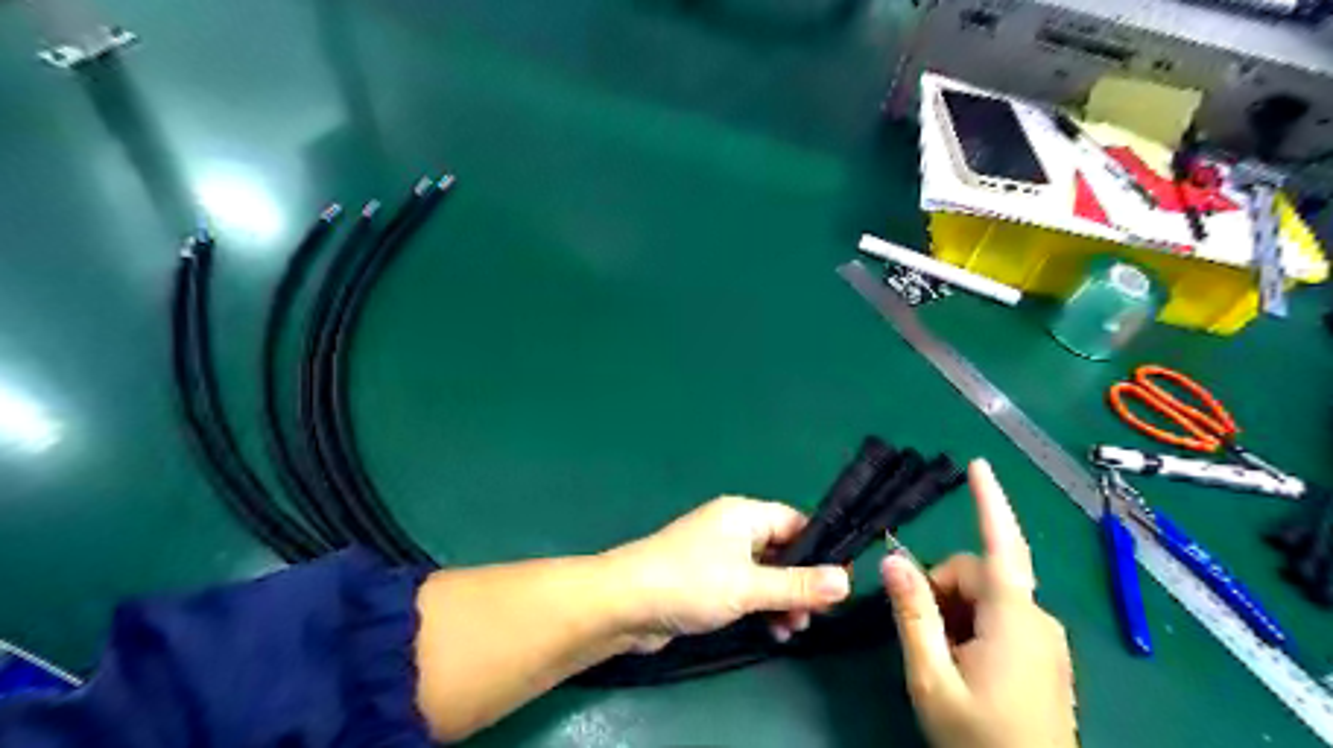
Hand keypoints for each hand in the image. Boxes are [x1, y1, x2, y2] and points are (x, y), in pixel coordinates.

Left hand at [601, 500, 846, 651]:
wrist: (625, 603)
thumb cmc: (690, 582)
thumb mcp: (749, 585)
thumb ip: (797, 585)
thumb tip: (846, 582)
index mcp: (744, 514)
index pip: (795, 522)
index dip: (820, 550)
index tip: (839, 582)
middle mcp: (733, 528)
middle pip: (782, 550)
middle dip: (801, 582)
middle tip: (816, 615)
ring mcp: (718, 554)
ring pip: (765, 573)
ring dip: (782, 599)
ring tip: (792, 630)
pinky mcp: (707, 580)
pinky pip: (746, 588)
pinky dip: (761, 606)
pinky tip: (772, 632)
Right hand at [883, 459, 1073, 747]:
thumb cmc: (980, 743)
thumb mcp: (931, 679)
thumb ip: (912, 615)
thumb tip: (892, 560)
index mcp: (1014, 619)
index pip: (1001, 545)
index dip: (989, 501)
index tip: (979, 463)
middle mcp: (1037, 619)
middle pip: (977, 574)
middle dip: (942, 590)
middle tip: (922, 636)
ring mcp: (1044, 640)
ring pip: (986, 597)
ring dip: (954, 613)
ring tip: (942, 659)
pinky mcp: (1044, 656)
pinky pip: (1000, 619)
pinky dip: (971, 627)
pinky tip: (963, 664)